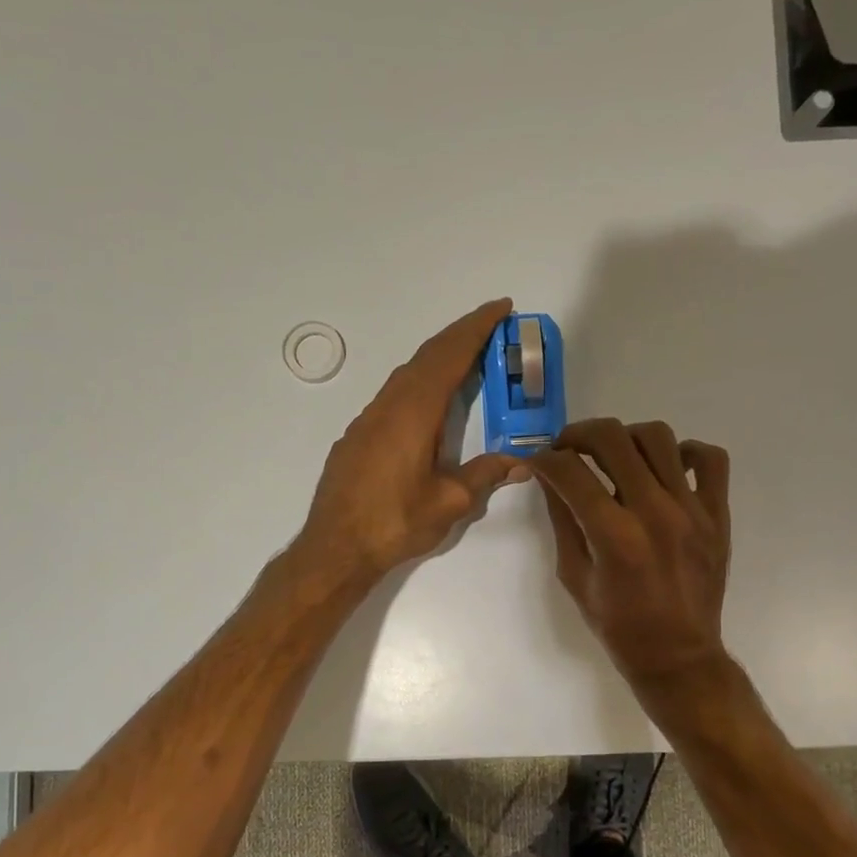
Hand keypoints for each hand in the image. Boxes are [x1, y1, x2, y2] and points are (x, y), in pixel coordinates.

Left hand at [297, 299, 530, 587]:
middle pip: (427, 356)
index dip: (476, 329)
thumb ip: (485, 475)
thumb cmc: (395, 523)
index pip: (449, 356)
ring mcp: (368, 419)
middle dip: (461, 336)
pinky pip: (394, 394)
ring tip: (468, 360)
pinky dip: (419, 382)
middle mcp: (389, 405)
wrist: (335, 548)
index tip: (501, 308)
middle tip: (493, 327)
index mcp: (414, 412)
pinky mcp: (357, 436)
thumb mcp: (450, 502)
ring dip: (438, 359)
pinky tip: (428, 402)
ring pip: (407, 374)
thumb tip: (521, 462)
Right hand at [529, 418, 732, 690]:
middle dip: (578, 434)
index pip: (570, 471)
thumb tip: (551, 478)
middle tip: (568, 448)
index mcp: (614, 536)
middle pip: (612, 438)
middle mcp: (655, 512)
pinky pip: (711, 459)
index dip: (545, 460)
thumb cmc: (618, 625)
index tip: (539, 462)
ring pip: (658, 437)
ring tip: (615, 456)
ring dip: (626, 438)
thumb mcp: (575, 577)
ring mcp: (691, 509)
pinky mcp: (717, 514)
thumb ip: (563, 521)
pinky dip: (686, 452)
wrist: (678, 655)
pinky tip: (666, 468)